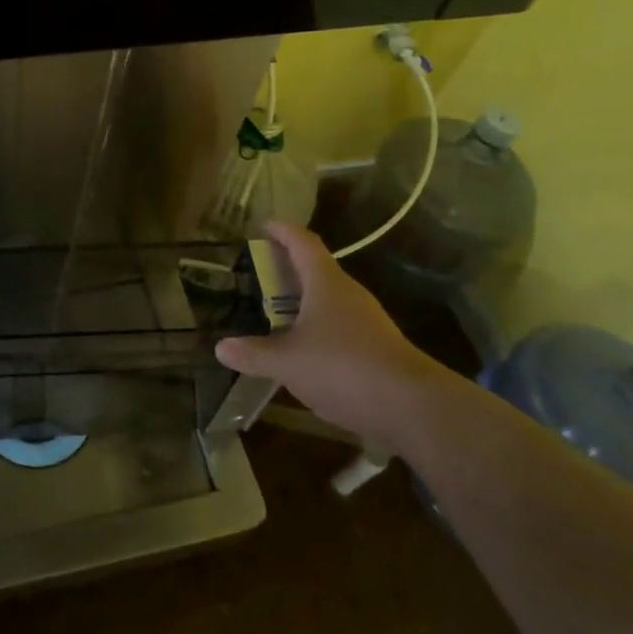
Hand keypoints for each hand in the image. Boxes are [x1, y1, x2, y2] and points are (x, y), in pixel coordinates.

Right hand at [214, 221, 440, 442]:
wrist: (413, 408)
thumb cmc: (343, 367)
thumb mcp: (288, 362)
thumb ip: (254, 353)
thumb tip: (220, 347)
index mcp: (326, 282)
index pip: (302, 242)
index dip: (283, 231)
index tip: (265, 225)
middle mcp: (349, 293)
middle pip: (317, 269)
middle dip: (290, 267)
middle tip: (262, 271)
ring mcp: (367, 321)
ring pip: (329, 299)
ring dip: (304, 300)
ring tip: (277, 311)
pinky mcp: (377, 348)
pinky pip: (340, 326)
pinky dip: (318, 327)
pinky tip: (304, 349)